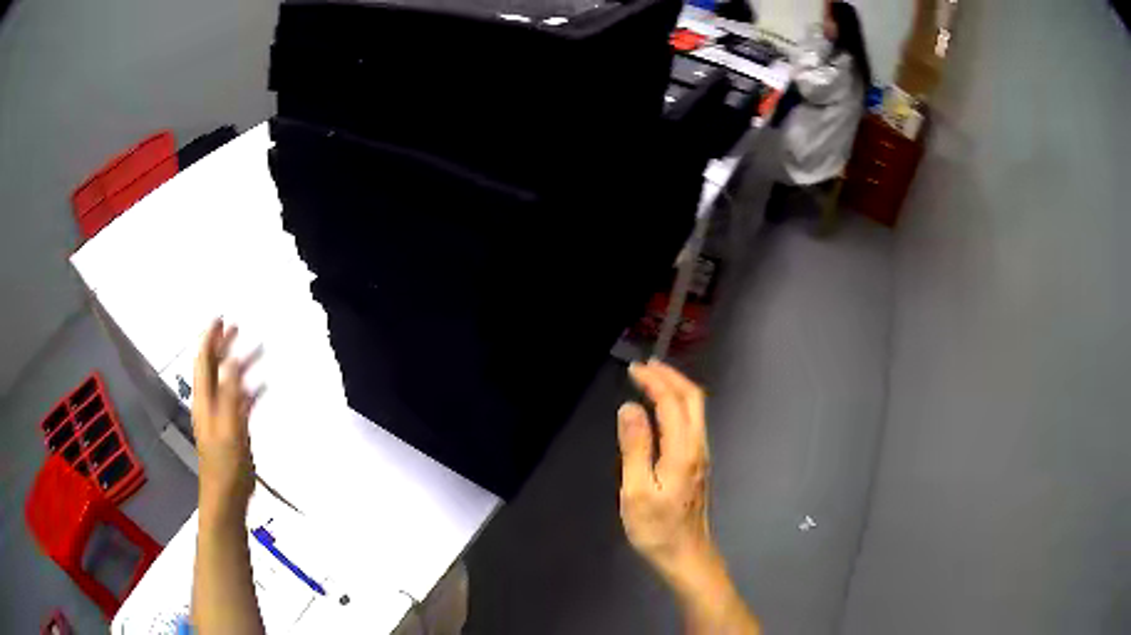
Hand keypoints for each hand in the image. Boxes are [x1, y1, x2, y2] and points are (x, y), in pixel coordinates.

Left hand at [192, 319, 262, 517]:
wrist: (226, 497)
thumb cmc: (225, 464)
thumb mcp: (228, 428)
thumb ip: (230, 395)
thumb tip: (234, 362)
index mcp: (205, 400)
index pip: (204, 361)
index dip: (210, 339)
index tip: (221, 318)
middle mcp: (210, 403)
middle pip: (214, 368)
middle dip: (224, 346)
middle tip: (237, 327)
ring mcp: (221, 417)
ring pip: (229, 382)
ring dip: (240, 365)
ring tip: (257, 350)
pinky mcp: (233, 430)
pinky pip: (240, 401)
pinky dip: (249, 389)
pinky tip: (262, 386)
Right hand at [617, 360, 714, 583]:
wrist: (687, 556)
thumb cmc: (657, 529)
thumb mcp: (636, 492)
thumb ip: (634, 448)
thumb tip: (629, 408)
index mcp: (683, 451)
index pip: (672, 402)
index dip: (654, 381)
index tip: (634, 370)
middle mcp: (698, 447)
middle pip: (693, 399)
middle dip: (672, 377)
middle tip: (647, 366)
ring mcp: (702, 456)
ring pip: (697, 410)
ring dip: (677, 389)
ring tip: (654, 380)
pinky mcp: (699, 466)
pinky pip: (693, 422)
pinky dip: (679, 406)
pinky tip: (664, 411)